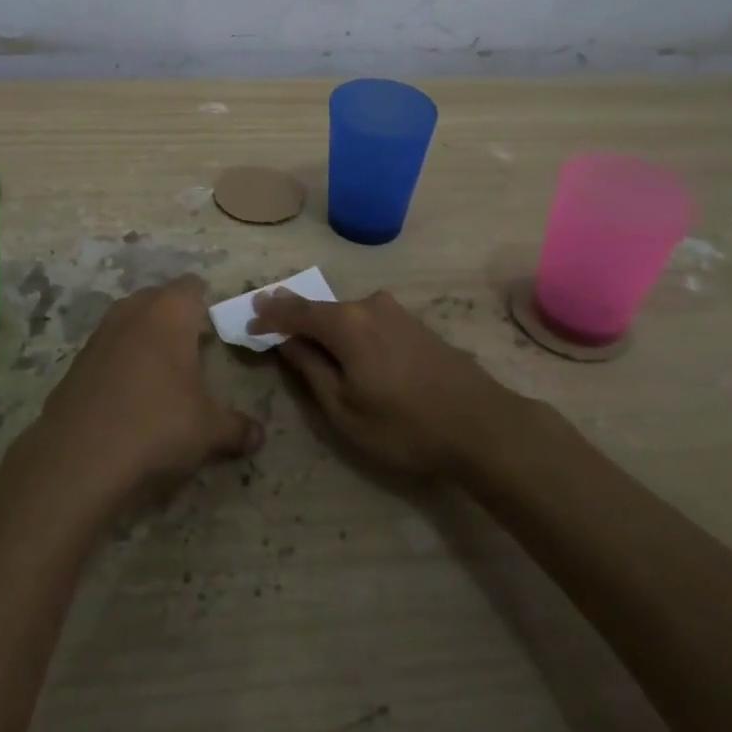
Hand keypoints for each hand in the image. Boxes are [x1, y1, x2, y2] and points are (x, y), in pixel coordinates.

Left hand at [27, 276, 263, 504]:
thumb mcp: (208, 430)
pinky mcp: (77, 360)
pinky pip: (108, 346)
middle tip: (192, 347)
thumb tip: (259, 435)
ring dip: (145, 335)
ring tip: (162, 370)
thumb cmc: (156, 425)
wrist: (79, 456)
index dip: (205, 302)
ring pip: (130, 319)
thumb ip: (236, 427)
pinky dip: (121, 359)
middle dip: (175, 315)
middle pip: (158, 297)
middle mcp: (134, 311)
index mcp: (170, 312)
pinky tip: (129, 392)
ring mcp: (101, 333)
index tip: (214, 325)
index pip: (192, 286)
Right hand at [248, 288, 521, 478]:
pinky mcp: (414, 324)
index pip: (296, 312)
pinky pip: (367, 319)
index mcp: (346, 323)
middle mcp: (368, 305)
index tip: (248, 319)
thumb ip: (311, 369)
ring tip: (304, 334)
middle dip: (294, 314)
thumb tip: (287, 342)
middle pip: (321, 308)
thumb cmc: (405, 425)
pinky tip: (346, 344)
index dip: (269, 316)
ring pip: (346, 313)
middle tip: (269, 317)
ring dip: (323, 322)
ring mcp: (395, 312)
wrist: (482, 425)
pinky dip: (348, 328)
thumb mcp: (345, 410)